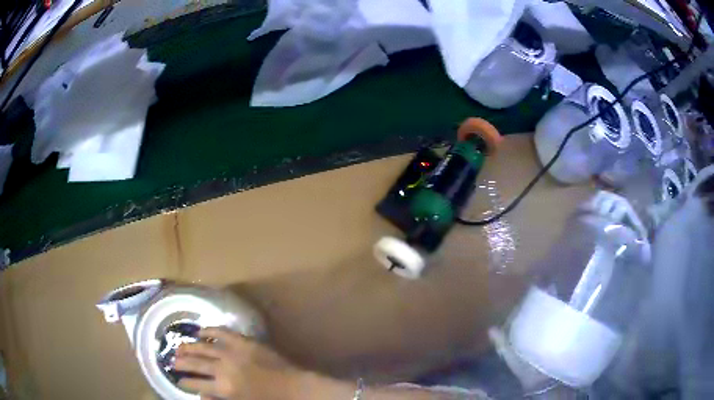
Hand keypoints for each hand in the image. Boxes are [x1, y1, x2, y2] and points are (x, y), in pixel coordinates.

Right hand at [174, 327, 304, 399]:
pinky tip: (200, 331)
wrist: (295, 388)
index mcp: (224, 388)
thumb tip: (201, 395)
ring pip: (204, 347)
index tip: (177, 379)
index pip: (196, 384)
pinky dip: (209, 330)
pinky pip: (222, 332)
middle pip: (196, 363)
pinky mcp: (244, 342)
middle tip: (171, 360)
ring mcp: (233, 353)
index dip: (185, 382)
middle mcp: (223, 369)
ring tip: (179, 347)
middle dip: (182, 362)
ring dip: (189, 346)